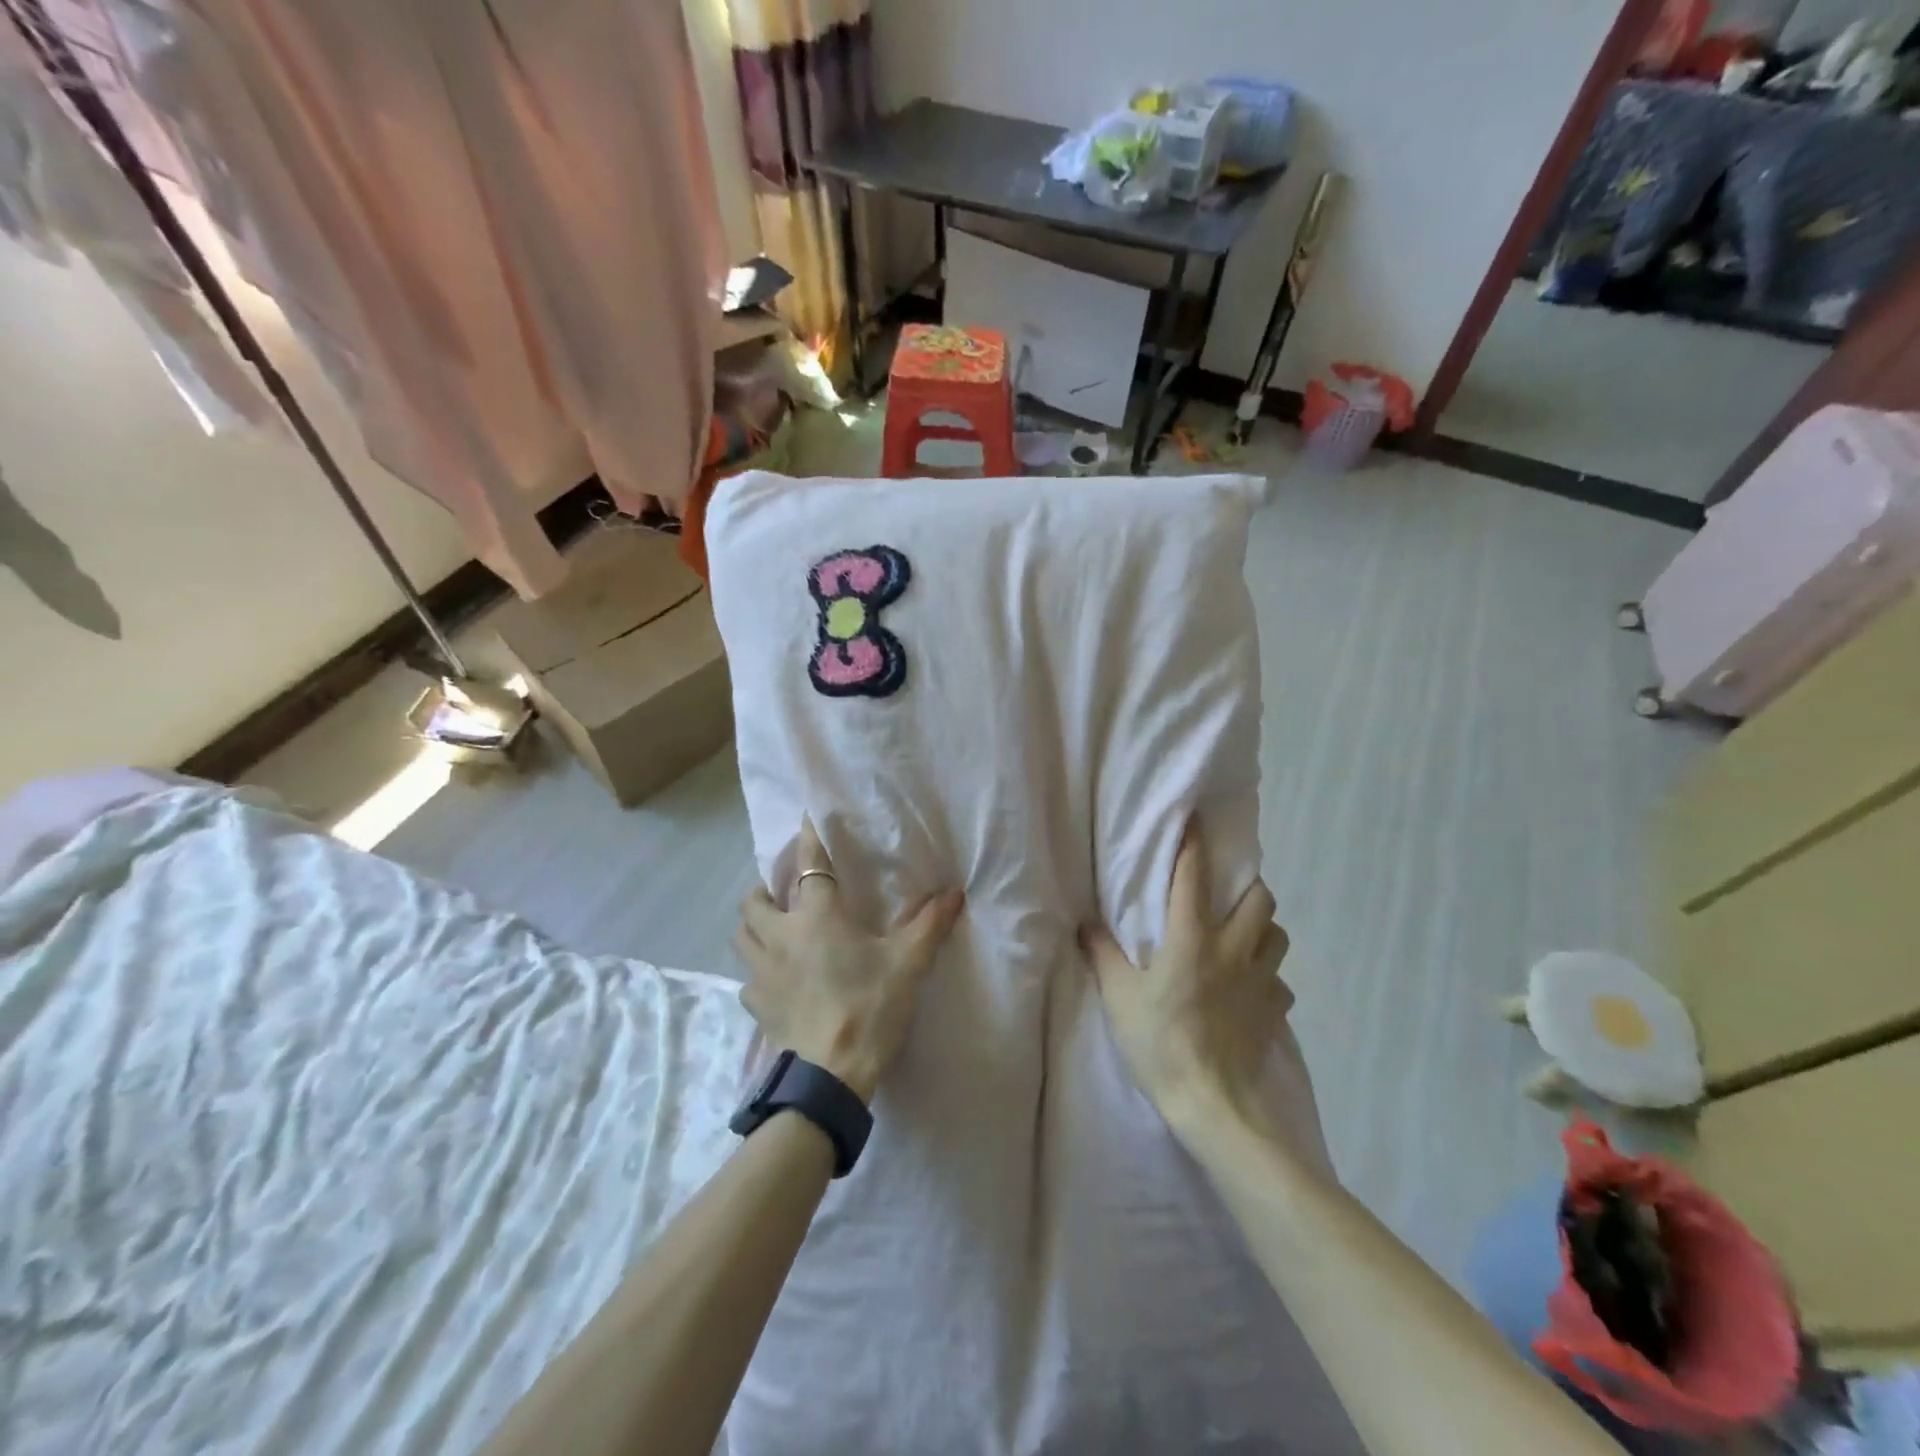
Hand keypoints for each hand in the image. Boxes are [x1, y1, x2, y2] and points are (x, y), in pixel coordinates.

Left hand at [734, 818, 964, 1103]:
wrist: (832, 1074)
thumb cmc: (870, 1006)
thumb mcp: (908, 963)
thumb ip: (930, 925)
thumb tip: (955, 892)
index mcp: (817, 918)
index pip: (811, 867)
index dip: (808, 840)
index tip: (804, 818)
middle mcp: (782, 936)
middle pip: (754, 900)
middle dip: (763, 889)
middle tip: (781, 891)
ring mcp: (762, 973)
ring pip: (741, 937)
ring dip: (752, 926)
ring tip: (771, 929)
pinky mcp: (757, 1006)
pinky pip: (748, 979)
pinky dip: (758, 972)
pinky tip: (776, 980)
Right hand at [1080, 821, 1294, 1143]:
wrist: (1211, 1103)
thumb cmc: (1159, 1042)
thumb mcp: (1119, 997)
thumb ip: (1104, 954)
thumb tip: (1086, 923)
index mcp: (1192, 938)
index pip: (1194, 877)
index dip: (1194, 844)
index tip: (1195, 820)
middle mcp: (1233, 949)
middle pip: (1259, 898)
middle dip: (1247, 886)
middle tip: (1227, 894)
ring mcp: (1260, 981)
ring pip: (1278, 935)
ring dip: (1262, 927)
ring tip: (1242, 936)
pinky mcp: (1275, 1012)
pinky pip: (1279, 983)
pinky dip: (1267, 977)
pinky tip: (1250, 990)